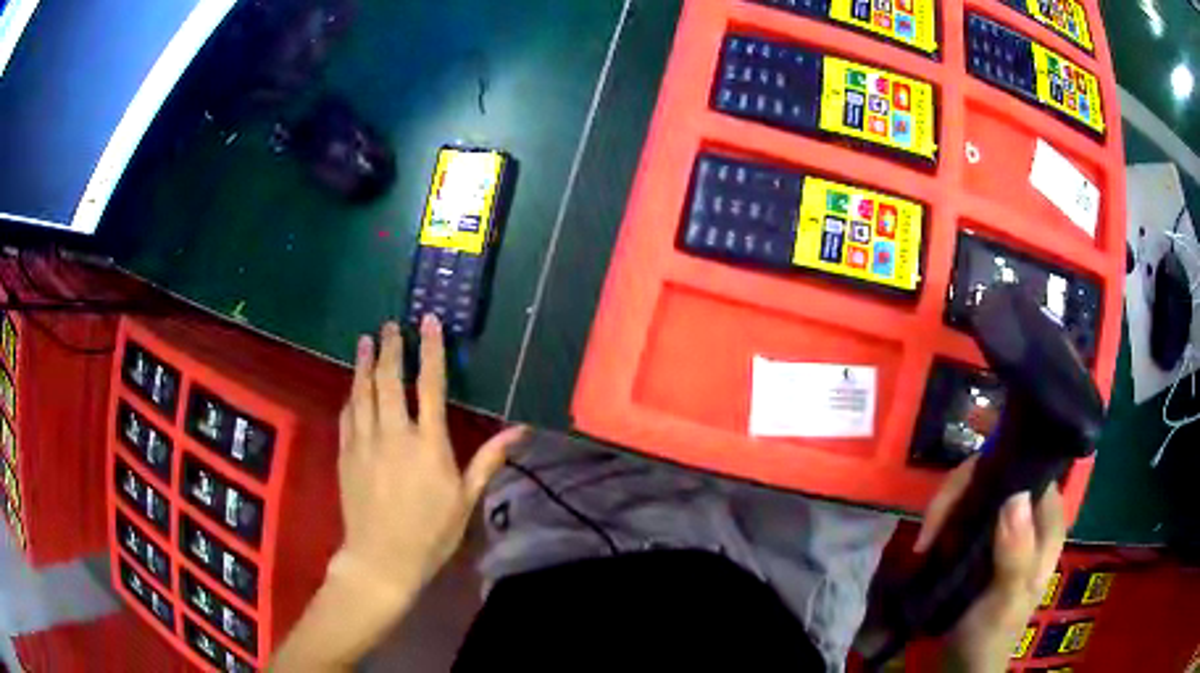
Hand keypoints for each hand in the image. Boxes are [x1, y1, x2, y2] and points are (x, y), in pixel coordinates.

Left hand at [335, 316, 524, 599]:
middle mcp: (395, 433)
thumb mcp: (466, 499)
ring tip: (366, 340)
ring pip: (364, 391)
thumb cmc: (431, 533)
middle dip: (392, 348)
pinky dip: (351, 394)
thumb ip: (489, 460)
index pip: (431, 385)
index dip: (431, 350)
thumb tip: (521, 430)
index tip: (428, 322)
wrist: (381, 558)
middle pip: (391, 380)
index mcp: (429, 443)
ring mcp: (365, 441)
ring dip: (366, 363)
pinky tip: (353, 385)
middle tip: (390, 325)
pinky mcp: (346, 453)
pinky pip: (347, 414)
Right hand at [915, 457, 1066, 672]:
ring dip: (947, 508)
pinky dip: (943, 520)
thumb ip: (1016, 554)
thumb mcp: (1007, 600)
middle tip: (932, 524)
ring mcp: (1004, 525)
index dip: (1000, 466)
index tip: (965, 489)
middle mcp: (1029, 515)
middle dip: (963, 491)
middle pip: (999, 473)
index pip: (1031, 469)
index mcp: (1047, 524)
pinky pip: (962, 512)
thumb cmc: (992, 635)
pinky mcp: (981, 539)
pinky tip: (928, 542)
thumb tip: (1014, 496)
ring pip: (978, 489)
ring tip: (926, 540)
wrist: (965, 665)